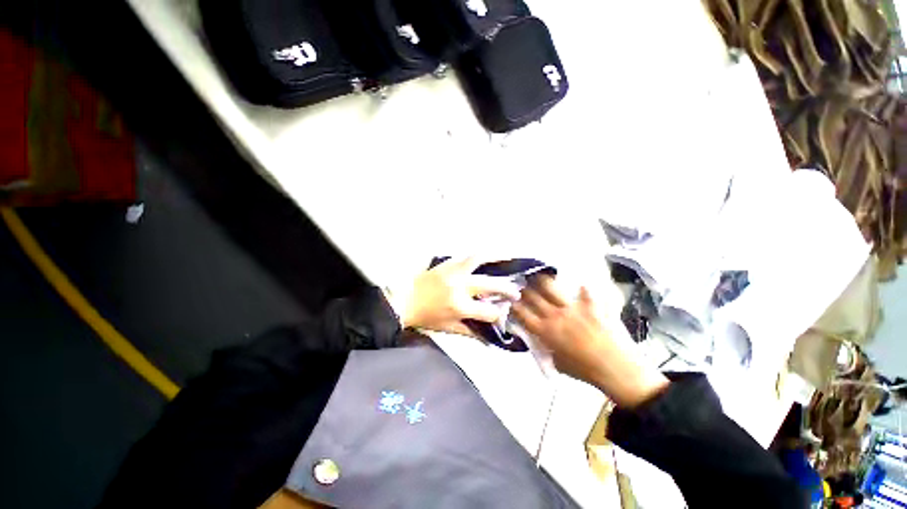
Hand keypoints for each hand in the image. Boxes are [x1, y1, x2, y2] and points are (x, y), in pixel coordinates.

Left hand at [389, 257, 520, 335]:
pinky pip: (466, 255)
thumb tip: (489, 338)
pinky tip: (487, 254)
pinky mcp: (447, 263)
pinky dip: (479, 254)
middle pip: (491, 284)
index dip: (500, 313)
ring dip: (497, 258)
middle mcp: (460, 286)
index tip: (505, 312)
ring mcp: (454, 271)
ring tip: (509, 257)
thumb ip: (470, 331)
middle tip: (516, 291)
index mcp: (460, 306)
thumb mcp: (448, 328)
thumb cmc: (425, 317)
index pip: (488, 311)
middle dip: (507, 289)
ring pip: (479, 259)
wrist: (403, 299)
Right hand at [512, 276, 668, 407]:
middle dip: (524, 288)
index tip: (511, 299)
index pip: (522, 313)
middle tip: (522, 284)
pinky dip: (580, 286)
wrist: (618, 372)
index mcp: (545, 332)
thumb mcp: (558, 363)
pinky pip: (583, 289)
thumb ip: (546, 347)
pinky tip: (579, 282)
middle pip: (532, 296)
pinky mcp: (591, 304)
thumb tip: (541, 337)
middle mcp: (554, 316)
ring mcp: (573, 308)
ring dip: (542, 280)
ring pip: (550, 286)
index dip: (514, 304)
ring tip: (540, 276)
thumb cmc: (586, 372)